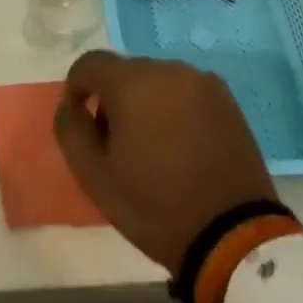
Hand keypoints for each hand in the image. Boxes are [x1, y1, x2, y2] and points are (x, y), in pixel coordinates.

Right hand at [53, 51, 276, 271]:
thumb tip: (69, 104)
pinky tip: (181, 145)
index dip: (76, 87)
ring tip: (153, 146)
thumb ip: (71, 130)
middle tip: (116, 142)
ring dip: (146, 101)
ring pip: (157, 81)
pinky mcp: (226, 99)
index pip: (89, 64)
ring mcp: (200, 81)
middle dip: (113, 98)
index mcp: (131, 82)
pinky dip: (175, 108)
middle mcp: (166, 69)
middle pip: (125, 72)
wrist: (234, 238)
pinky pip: (185, 92)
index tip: (79, 118)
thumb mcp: (95, 177)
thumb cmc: (155, 207)